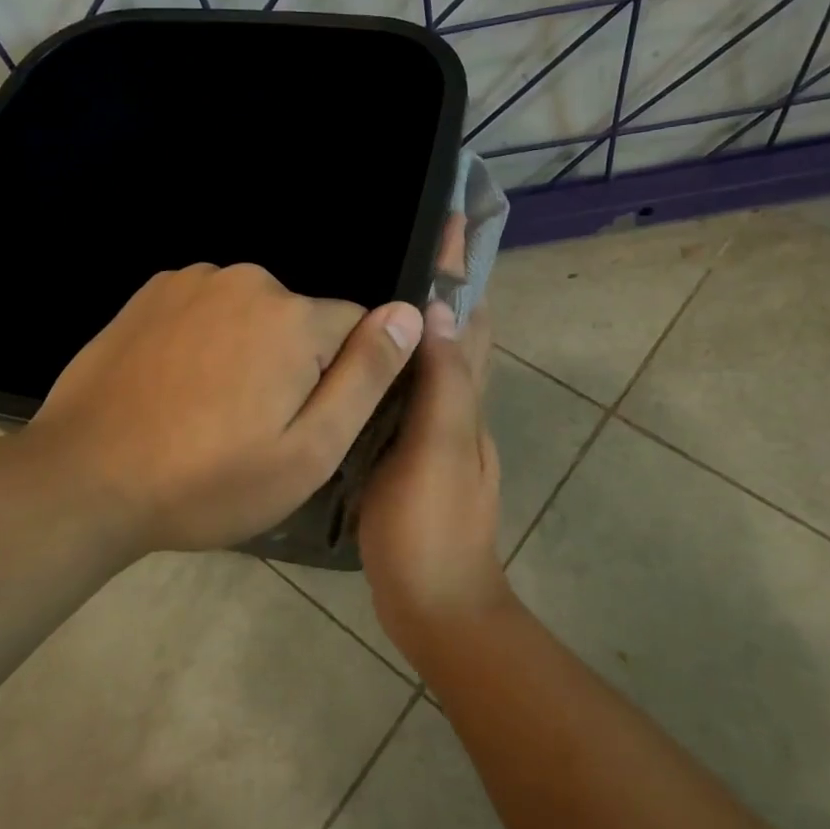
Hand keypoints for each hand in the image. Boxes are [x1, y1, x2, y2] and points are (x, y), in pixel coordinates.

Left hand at [21, 263, 422, 554]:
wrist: (85, 480)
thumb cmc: (209, 480)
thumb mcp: (309, 450)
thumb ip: (367, 376)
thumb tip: (409, 313)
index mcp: (293, 317)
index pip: (356, 328)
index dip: (340, 380)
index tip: (301, 423)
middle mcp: (247, 279)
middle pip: (302, 321)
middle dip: (294, 364)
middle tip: (253, 427)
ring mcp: (193, 280)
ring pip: (254, 314)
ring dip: (247, 351)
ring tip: (210, 411)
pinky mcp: (152, 292)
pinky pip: (209, 309)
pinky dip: (207, 339)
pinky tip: (178, 386)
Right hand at [357, 228, 513, 670]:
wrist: (435, 605)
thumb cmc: (432, 526)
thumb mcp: (436, 449)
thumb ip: (442, 383)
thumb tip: (441, 309)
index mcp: (466, 399)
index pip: (471, 320)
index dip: (461, 272)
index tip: (446, 222)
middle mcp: (458, 409)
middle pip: (456, 336)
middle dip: (438, 290)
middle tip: (395, 249)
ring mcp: (435, 435)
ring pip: (430, 365)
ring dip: (414, 327)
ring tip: (368, 295)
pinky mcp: (410, 458)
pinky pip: (406, 397)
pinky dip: (393, 369)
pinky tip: (358, 367)